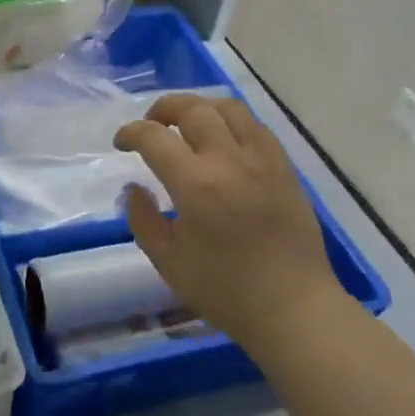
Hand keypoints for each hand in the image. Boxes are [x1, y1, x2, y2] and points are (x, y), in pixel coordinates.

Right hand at [114, 94, 355, 349]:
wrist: (293, 308)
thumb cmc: (226, 291)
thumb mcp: (168, 262)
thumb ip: (143, 220)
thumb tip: (134, 188)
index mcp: (196, 184)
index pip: (154, 137)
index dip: (131, 133)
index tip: (121, 143)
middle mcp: (229, 160)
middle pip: (193, 109)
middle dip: (163, 108)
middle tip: (151, 124)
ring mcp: (262, 160)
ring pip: (229, 108)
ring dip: (200, 107)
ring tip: (187, 123)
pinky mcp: (285, 168)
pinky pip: (256, 126)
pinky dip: (232, 122)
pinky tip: (224, 139)